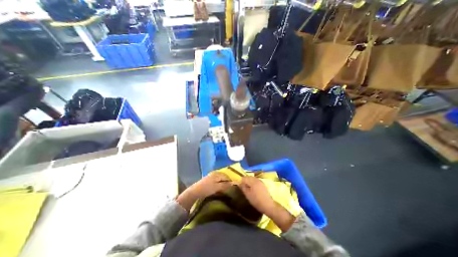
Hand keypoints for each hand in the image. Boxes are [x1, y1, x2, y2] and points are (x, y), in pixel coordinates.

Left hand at [176, 173, 232, 210]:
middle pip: (223, 177)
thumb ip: (225, 185)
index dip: (230, 181)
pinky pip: (216, 180)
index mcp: (217, 174)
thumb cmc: (207, 189)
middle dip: (227, 182)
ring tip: (225, 189)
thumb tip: (233, 183)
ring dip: (223, 183)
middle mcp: (215, 173)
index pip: (227, 176)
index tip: (233, 187)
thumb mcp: (217, 187)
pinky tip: (219, 188)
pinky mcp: (208, 179)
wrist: (195, 192)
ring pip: (220, 178)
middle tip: (230, 189)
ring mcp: (211, 176)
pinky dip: (219, 183)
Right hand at [239, 177, 272, 213]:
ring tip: (247, 187)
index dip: (240, 180)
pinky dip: (252, 182)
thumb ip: (243, 188)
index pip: (244, 178)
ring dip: (248, 181)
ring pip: (252, 178)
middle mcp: (257, 179)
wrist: (268, 205)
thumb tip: (239, 183)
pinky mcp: (263, 184)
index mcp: (253, 181)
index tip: (238, 185)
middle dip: (244, 180)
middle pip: (248, 177)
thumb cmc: (256, 201)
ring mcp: (260, 181)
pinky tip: (252, 187)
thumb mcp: (248, 195)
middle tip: (242, 186)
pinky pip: (255, 180)